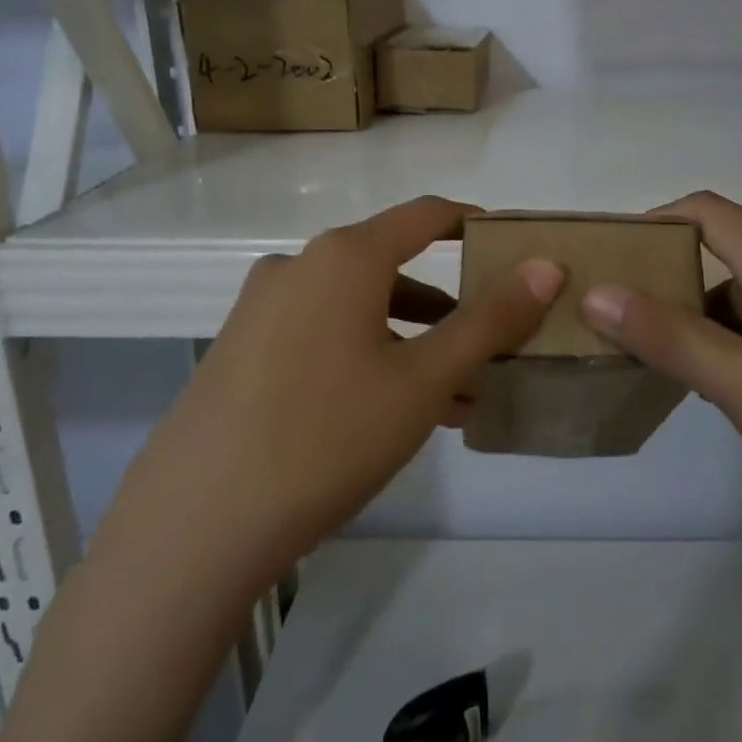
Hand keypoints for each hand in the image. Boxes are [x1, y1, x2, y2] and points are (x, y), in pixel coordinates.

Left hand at [109, 197, 562, 589]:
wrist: (195, 525)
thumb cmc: (328, 437)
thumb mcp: (424, 380)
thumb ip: (491, 319)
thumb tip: (546, 265)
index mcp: (344, 257)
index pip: (424, 215)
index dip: (471, 223)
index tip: (509, 246)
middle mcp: (298, 266)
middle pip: (391, 265)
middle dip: (447, 304)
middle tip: (489, 343)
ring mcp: (261, 308)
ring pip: (357, 307)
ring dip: (409, 338)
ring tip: (452, 394)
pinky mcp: (239, 349)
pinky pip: (321, 333)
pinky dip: (365, 354)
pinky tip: (389, 411)